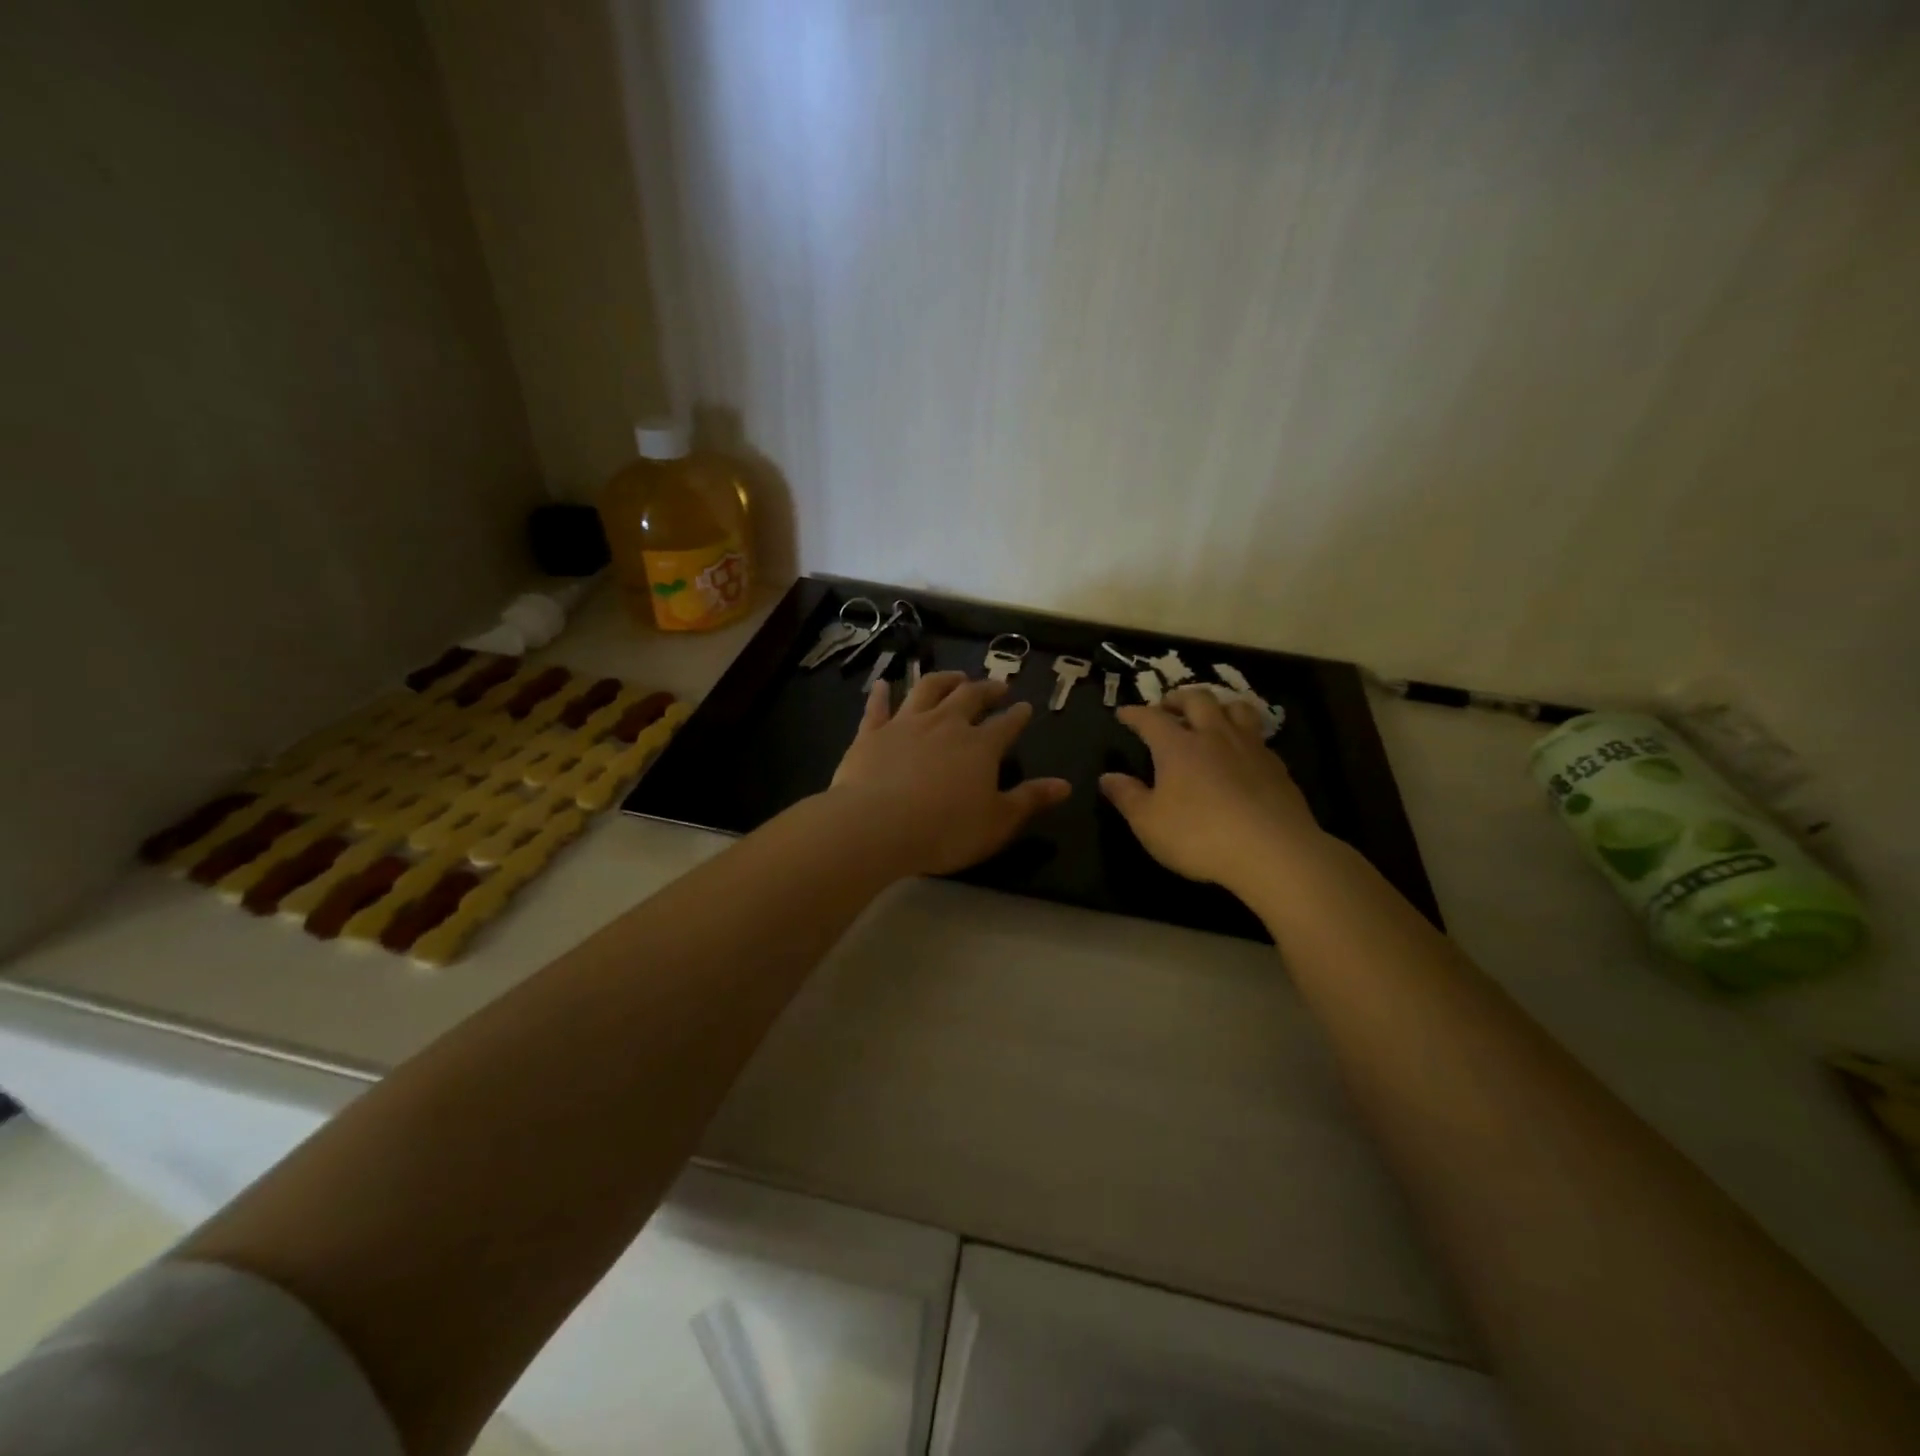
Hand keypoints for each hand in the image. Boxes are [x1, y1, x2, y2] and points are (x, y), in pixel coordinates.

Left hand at [828, 672, 1070, 876]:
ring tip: (955, 676)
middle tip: (997, 686)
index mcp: (980, 746)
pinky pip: (878, 707)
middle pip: (969, 696)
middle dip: (986, 689)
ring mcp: (906, 724)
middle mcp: (945, 724)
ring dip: (944, 679)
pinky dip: (882, 694)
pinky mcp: (872, 733)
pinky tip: (883, 683)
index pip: (1006, 724)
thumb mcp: (998, 822)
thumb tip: (1065, 785)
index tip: (1026, 707)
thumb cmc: (945, 829)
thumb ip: (1030, 799)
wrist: (877, 825)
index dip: (1018, 715)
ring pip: (927, 689)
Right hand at [1100, 687, 1323, 894]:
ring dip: (1218, 706)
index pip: (1151, 718)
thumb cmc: (1199, 836)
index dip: (1135, 713)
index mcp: (1177, 746)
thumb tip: (1107, 777)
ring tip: (1210, 716)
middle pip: (1197, 699)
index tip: (1123, 713)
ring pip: (1235, 708)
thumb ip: (1127, 796)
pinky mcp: (1277, 765)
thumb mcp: (1149, 823)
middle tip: (1168, 706)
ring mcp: (1249, 747)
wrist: (1273, 851)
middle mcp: (1213, 736)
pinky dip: (1243, 733)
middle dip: (1178, 698)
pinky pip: (1257, 735)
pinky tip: (1241, 751)